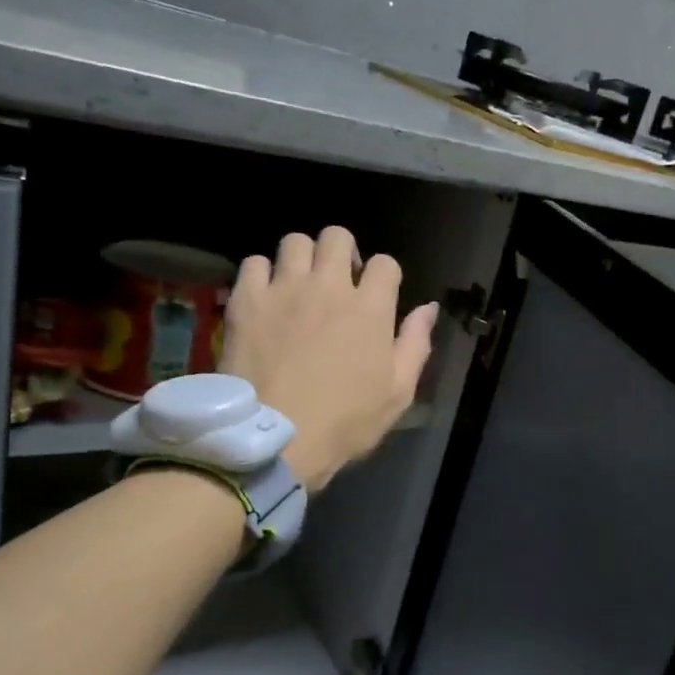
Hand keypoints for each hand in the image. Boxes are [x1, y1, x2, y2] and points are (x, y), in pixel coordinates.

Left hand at [221, 226, 437, 492]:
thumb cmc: (346, 421)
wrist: (277, 438)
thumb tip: (429, 308)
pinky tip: (266, 297)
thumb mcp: (398, 392)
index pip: (385, 263)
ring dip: (303, 257)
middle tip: (338, 280)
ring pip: (295, 241)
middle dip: (343, 251)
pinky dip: (262, 274)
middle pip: (337, 236)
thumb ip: (416, 344)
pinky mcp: (246, 300)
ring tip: (300, 283)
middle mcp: (328, 286)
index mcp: (370, 308)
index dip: (385, 276)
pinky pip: (253, 263)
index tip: (378, 296)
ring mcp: (284, 289)